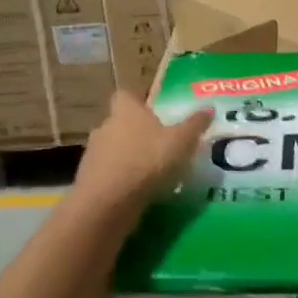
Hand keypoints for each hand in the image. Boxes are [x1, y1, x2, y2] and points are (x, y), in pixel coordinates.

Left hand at [74, 91, 213, 213]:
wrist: (108, 202)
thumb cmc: (147, 160)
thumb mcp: (181, 141)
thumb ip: (195, 124)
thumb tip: (209, 108)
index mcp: (126, 110)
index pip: (126, 95)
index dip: (138, 102)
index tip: (153, 113)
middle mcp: (105, 126)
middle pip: (120, 123)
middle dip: (135, 132)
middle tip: (158, 145)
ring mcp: (93, 154)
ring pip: (112, 149)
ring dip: (127, 158)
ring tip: (150, 172)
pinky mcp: (88, 180)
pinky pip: (107, 174)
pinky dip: (119, 180)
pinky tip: (137, 192)